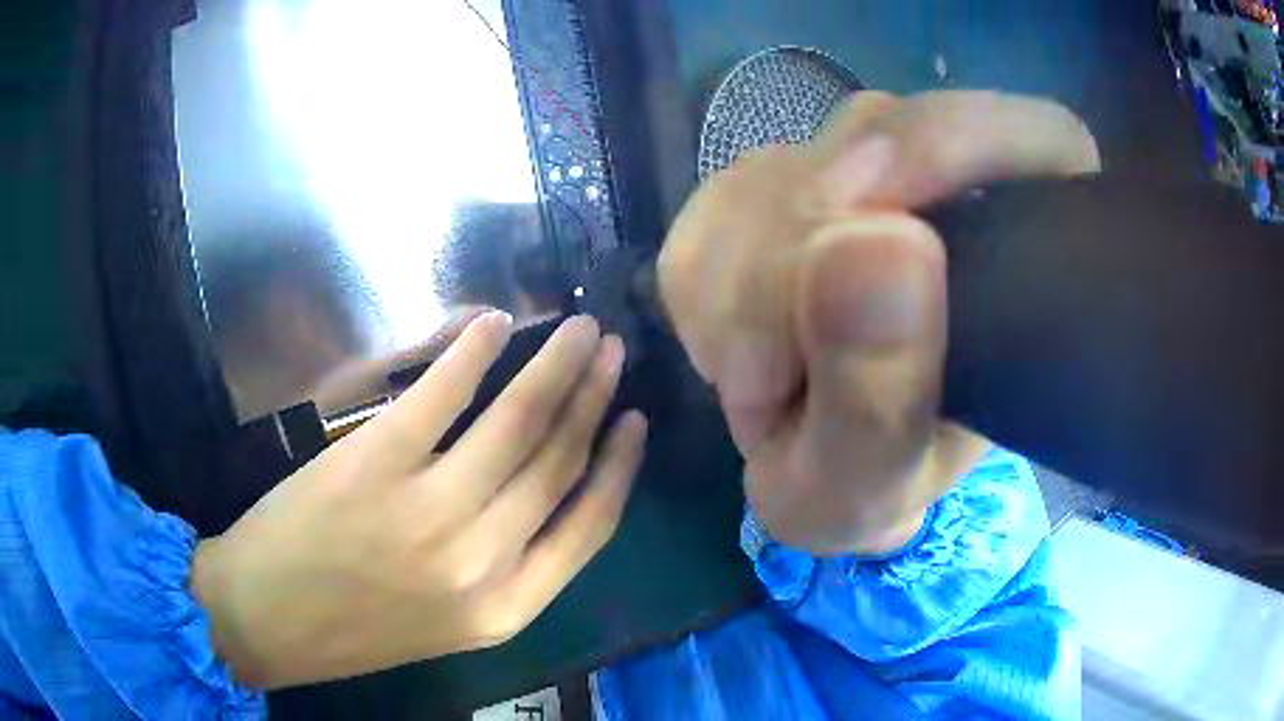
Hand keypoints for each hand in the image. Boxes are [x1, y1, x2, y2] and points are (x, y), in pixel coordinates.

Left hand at [191, 314, 647, 688]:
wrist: (265, 620)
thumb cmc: (356, 627)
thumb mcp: (451, 624)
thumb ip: (505, 568)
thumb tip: (545, 490)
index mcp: (506, 608)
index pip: (591, 525)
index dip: (620, 465)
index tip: (634, 418)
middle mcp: (482, 561)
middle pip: (559, 460)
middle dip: (594, 395)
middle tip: (611, 347)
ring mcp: (429, 509)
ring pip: (518, 422)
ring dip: (556, 366)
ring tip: (578, 330)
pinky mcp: (377, 462)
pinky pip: (443, 395)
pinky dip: (474, 351)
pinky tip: (494, 325)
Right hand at [660, 91, 1099, 554]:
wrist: (807, 468)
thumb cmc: (862, 489)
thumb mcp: (866, 484)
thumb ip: (879, 390)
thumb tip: (870, 240)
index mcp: (1022, 249)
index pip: (1041, 137)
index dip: (964, 144)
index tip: (873, 212)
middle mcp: (949, 185)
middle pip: (876, 141)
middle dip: (797, 262)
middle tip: (779, 376)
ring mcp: (858, 171)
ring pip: (781, 168)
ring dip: (740, 287)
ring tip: (766, 377)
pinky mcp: (775, 179)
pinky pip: (716, 202)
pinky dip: (704, 285)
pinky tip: (737, 343)